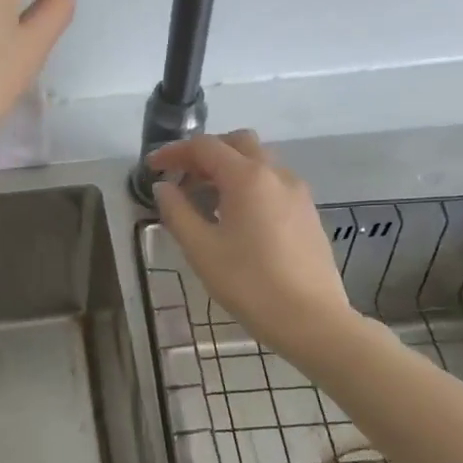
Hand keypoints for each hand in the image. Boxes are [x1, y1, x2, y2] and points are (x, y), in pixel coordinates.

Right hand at [149, 131, 354, 354]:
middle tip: (182, 178)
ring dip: (228, 168)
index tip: (152, 169)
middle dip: (205, 154)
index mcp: (247, 178)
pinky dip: (249, 185)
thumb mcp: (201, 249)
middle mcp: (276, 174)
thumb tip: (164, 188)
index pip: (205, 147)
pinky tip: (236, 217)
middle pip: (237, 143)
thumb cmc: (249, 283)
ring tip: (205, 200)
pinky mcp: (308, 213)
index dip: (174, 153)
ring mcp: (297, 193)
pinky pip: (273, 183)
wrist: (310, 319)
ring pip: (259, 162)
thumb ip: (177, 212)